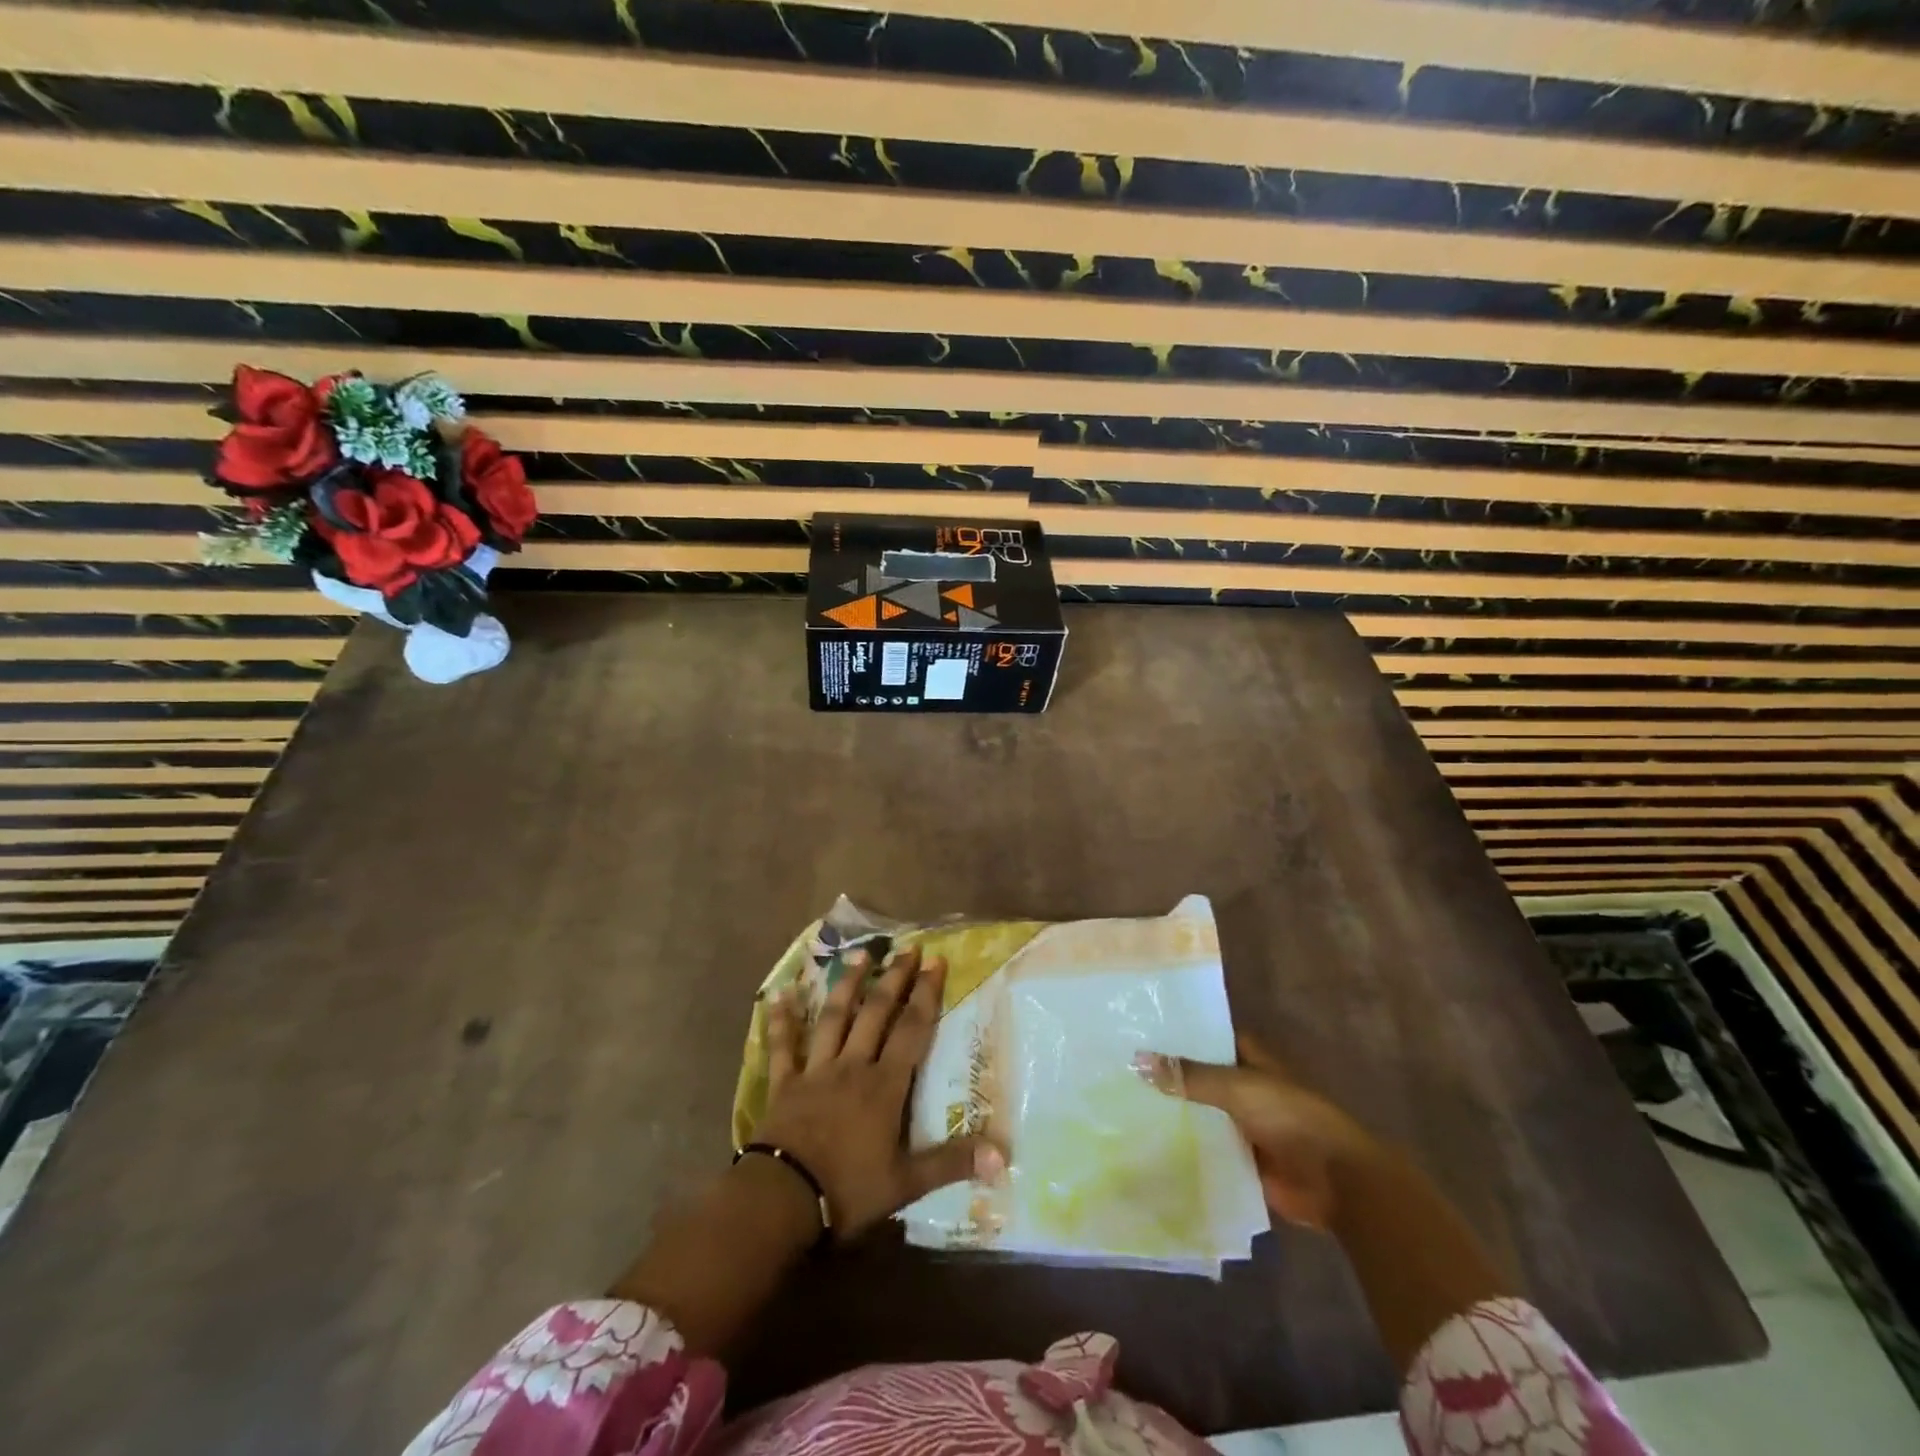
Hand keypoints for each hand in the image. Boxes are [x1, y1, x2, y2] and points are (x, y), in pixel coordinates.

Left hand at [756, 945, 1001, 1239]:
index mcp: (884, 1085)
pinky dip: (781, 1019)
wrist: (782, 1199)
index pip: (912, 1030)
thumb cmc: (848, 1190)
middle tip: (907, 948)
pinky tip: (779, 992)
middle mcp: (852, 1066)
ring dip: (847, 984)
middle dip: (893, 978)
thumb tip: (1002, 1156)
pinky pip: (783, 1045)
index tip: (936, 962)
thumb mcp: (906, 1184)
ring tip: (860, 954)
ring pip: (833, 1018)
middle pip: (875, 1013)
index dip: (926, 994)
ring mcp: (816, 1070)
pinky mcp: (785, 1083)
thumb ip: (951, 1164)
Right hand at [1138, 1036, 1380, 1230]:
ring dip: (1176, 1115)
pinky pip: (1208, 1152)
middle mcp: (1247, 1090)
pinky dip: (1186, 1151)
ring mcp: (1245, 1127)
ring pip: (1203, 1116)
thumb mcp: (1236, 1088)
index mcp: (1251, 1061)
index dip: (1181, 1034)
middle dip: (1171, 1077)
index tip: (1141, 1030)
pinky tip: (1148, 1147)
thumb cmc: (1290, 1117)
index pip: (1211, 1038)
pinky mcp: (1243, 1162)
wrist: (1335, 1181)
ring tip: (1124, 1107)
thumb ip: (1189, 1076)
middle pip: (1202, 1078)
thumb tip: (1136, 1058)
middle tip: (1121, 1070)